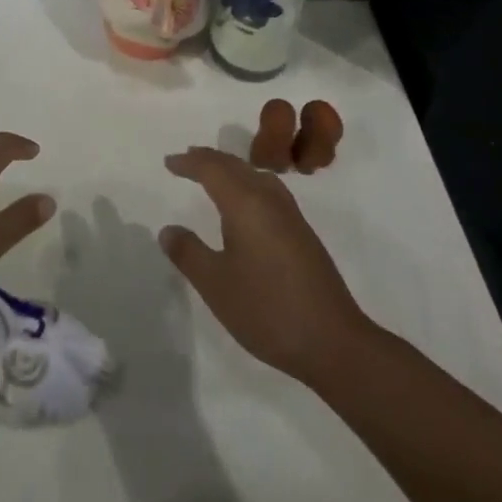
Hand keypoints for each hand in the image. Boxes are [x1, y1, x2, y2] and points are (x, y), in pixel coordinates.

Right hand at [159, 146, 370, 382]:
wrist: (334, 342)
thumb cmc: (267, 310)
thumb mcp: (216, 285)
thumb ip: (189, 253)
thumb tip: (168, 229)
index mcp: (246, 203)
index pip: (212, 169)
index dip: (189, 163)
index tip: (169, 163)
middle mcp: (269, 199)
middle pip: (235, 166)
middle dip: (209, 159)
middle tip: (186, 160)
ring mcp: (290, 215)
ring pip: (255, 175)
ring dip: (230, 169)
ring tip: (212, 174)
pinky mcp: (302, 233)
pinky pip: (268, 189)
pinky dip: (248, 183)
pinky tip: (247, 204)